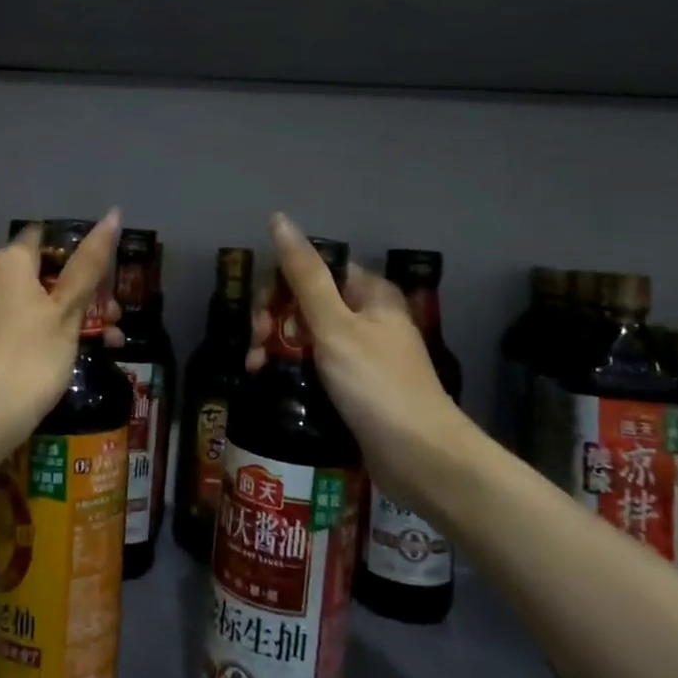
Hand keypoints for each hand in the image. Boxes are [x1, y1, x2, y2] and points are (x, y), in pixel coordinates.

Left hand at [0, 211, 122, 477]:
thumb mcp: (67, 309)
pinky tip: (83, 353)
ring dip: (78, 314)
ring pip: (42, 300)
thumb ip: (90, 263)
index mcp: (10, 260)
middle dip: (87, 289)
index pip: (48, 236)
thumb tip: (112, 214)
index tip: (109, 272)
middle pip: (48, 271)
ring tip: (111, 339)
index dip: (80, 248)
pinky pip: (28, 322)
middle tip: (116, 314)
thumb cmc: (30, 355)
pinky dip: (55, 331)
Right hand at [248, 213, 465, 504]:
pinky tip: (271, 383)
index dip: (280, 285)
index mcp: (369, 293)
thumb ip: (304, 274)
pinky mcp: (355, 388)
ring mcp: (361, 354)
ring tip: (256, 369)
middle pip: (306, 302)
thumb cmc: (377, 384)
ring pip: (306, 336)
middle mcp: (366, 317)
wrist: (421, 458)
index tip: (262, 315)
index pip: (314, 269)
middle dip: (274, 320)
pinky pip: (314, 366)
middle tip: (258, 347)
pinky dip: (292, 370)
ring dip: (276, 347)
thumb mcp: (334, 325)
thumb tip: (279, 219)